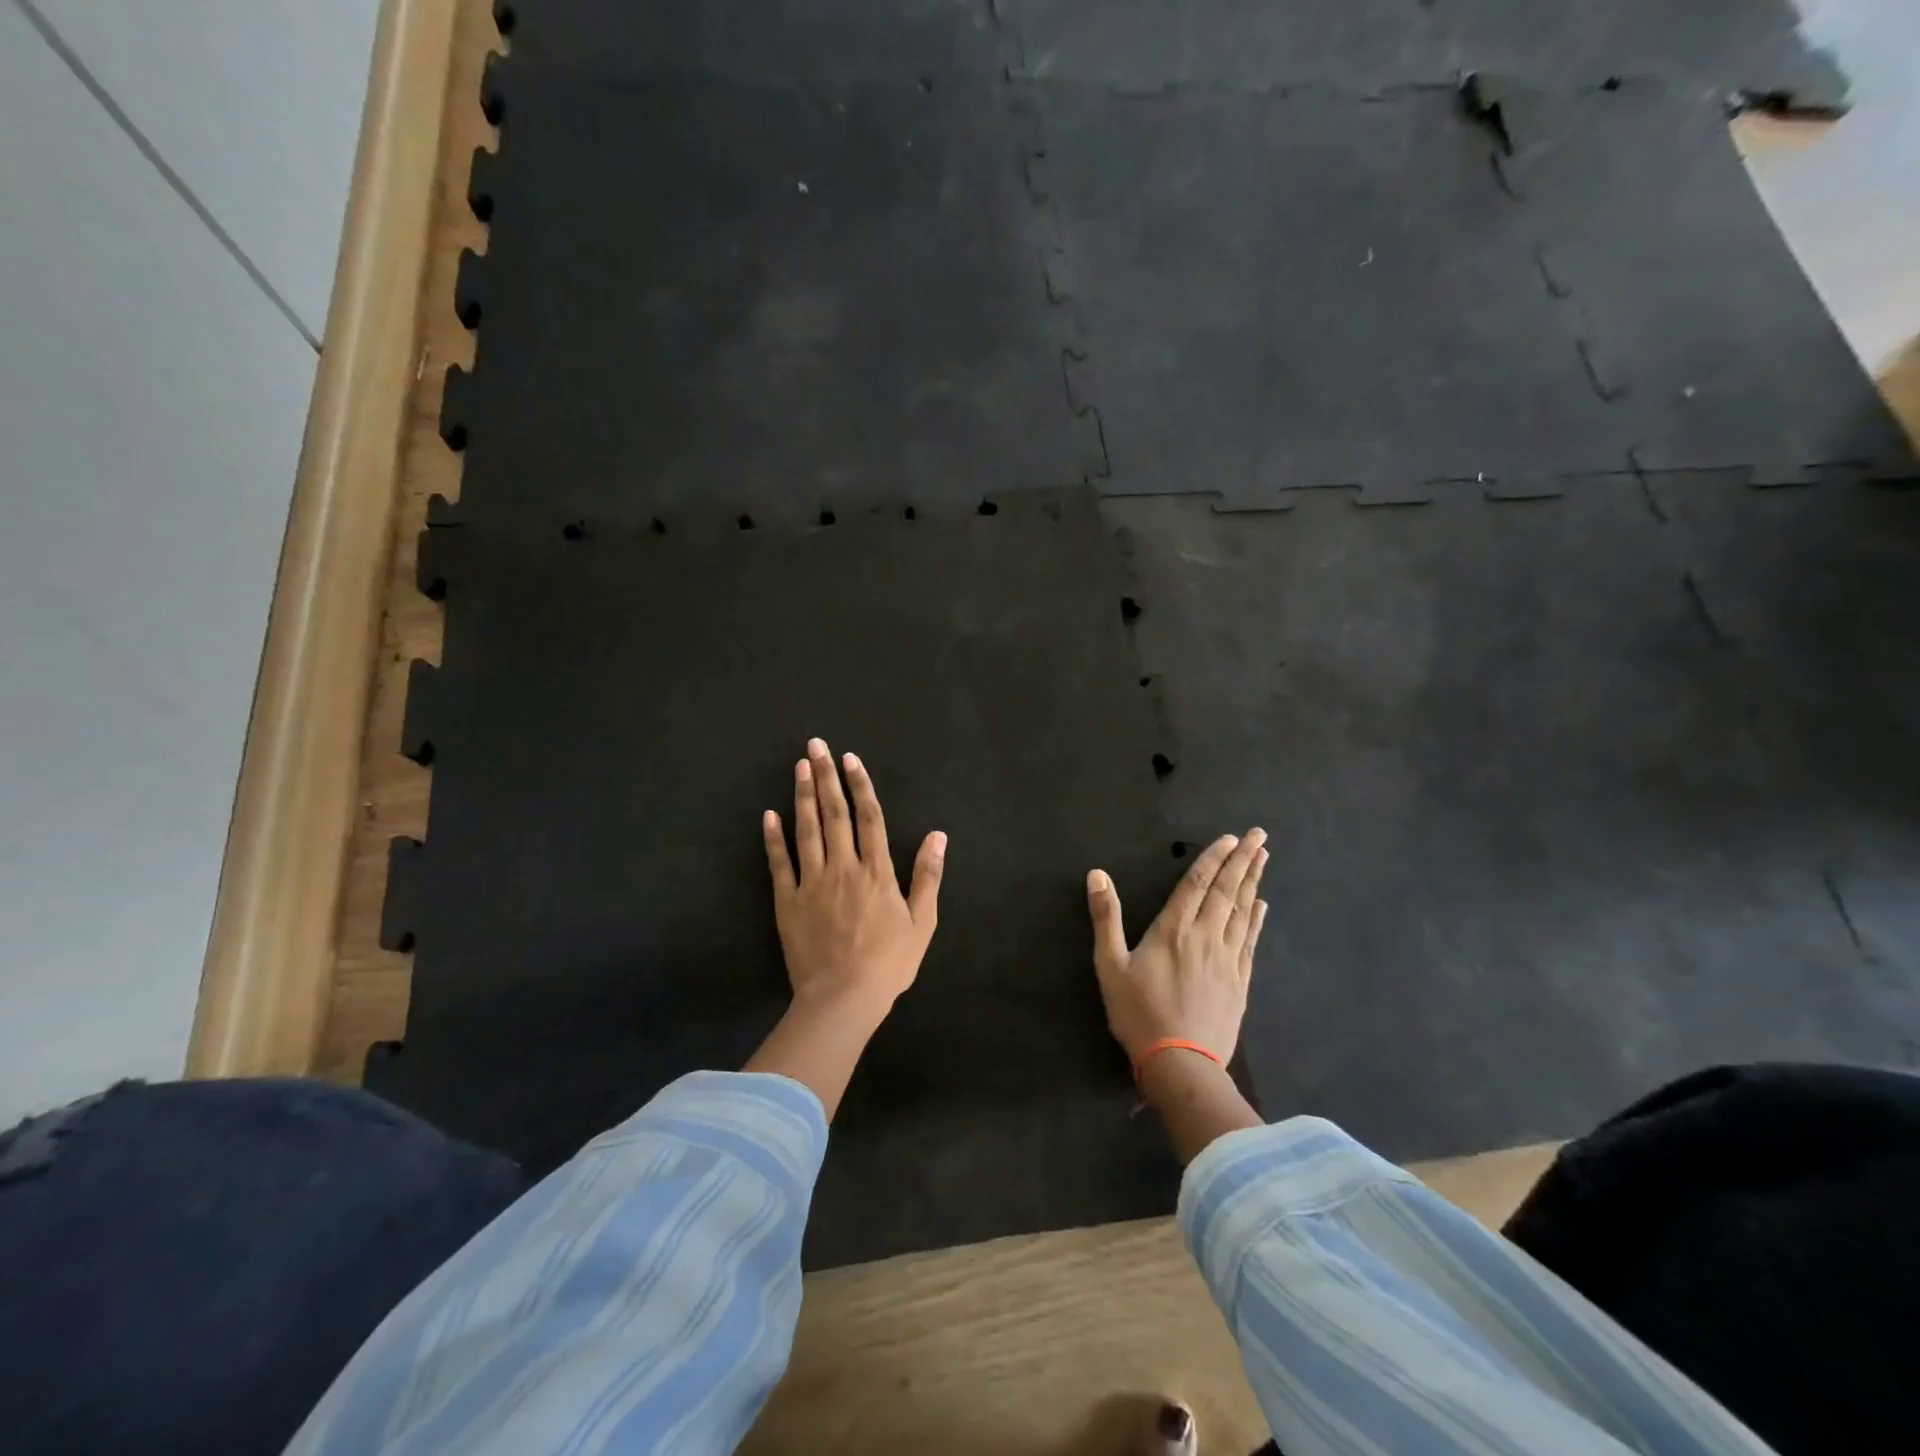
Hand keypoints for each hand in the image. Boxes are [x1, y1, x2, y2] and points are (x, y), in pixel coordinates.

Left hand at [762, 737, 945, 1023]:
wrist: (843, 998)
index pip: (870, 817)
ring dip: (802, 796)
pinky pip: (779, 863)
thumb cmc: (888, 964)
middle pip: (835, 813)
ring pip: (807, 830)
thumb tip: (939, 835)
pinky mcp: (787, 901)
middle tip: (815, 746)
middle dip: (825, 776)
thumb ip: (929, 876)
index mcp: (877, 871)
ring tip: (799, 766)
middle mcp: (843, 867)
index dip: (860, 785)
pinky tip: (768, 814)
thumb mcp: (922, 923)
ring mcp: (812, 882)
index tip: (851, 758)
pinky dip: (773, 838)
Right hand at [1086, 830, 1269, 1066]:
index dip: (1213, 858)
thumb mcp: (1110, 965)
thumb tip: (1097, 874)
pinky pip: (1251, 941)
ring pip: (1243, 912)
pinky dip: (1257, 920)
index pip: (1196, 883)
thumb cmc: (1139, 1013)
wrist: (1181, 1064)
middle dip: (1242, 860)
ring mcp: (1227, 959)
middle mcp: (1205, 936)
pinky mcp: (1239, 981)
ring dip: (1253, 882)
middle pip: (1226, 891)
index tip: (1231, 838)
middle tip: (1259, 835)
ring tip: (1264, 858)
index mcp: (1173, 930)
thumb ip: (1105, 917)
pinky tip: (1262, 906)